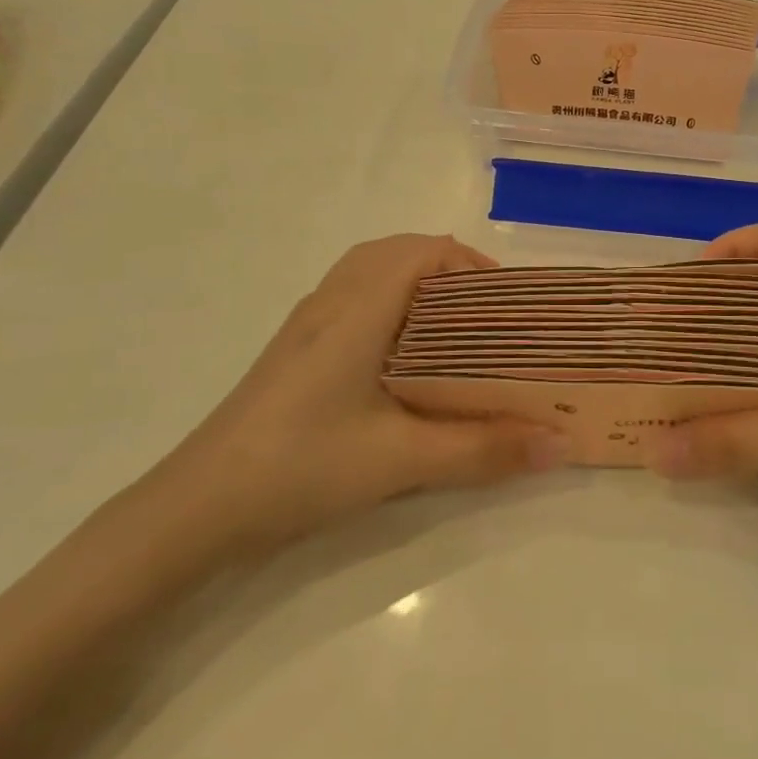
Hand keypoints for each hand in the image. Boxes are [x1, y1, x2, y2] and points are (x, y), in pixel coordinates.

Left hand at [141, 235, 568, 562]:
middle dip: (449, 271)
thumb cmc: (302, 466)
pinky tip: (401, 358)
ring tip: (452, 330)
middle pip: (398, 252)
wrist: (197, 507)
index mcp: (359, 309)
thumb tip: (560, 444)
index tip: (506, 305)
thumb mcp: (402, 460)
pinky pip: (351, 297)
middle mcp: (331, 301)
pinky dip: (388, 303)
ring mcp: (306, 323)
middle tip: (486, 317)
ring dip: (416, 284)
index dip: (471, 265)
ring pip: (370, 272)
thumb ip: (484, 450)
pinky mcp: (294, 349)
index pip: (424, 251)